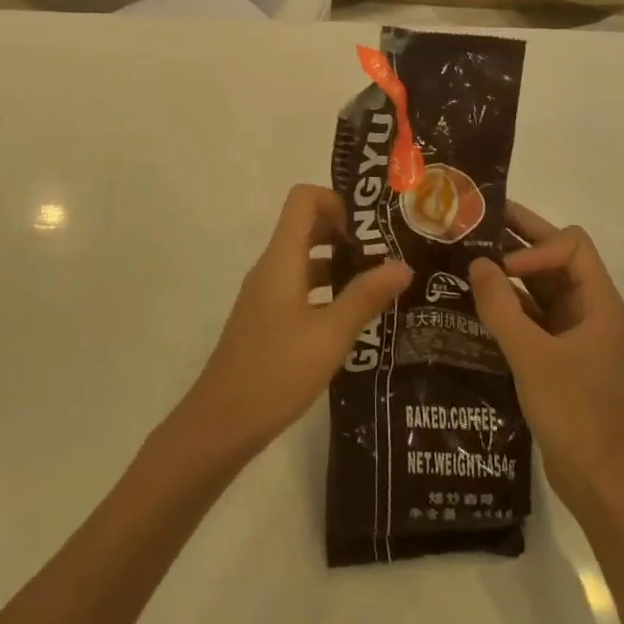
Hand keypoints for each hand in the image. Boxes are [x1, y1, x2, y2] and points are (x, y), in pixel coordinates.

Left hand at [176, 186, 410, 466]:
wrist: (220, 423)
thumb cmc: (276, 372)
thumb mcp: (330, 335)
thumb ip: (365, 297)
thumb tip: (403, 264)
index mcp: (281, 258)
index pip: (303, 199)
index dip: (336, 201)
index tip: (368, 230)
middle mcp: (270, 267)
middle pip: (305, 226)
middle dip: (344, 232)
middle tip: (383, 254)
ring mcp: (265, 294)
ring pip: (303, 259)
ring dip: (337, 263)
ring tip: (378, 286)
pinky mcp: (265, 319)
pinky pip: (298, 287)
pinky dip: (325, 290)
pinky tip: (352, 319)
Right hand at [470, 202, 623, 514]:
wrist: (599, 483)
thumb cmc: (574, 414)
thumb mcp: (532, 357)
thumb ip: (501, 307)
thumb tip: (476, 263)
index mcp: (598, 303)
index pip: (571, 246)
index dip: (536, 245)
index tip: (502, 267)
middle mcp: (589, 309)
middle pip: (556, 257)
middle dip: (518, 240)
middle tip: (473, 223)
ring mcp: (574, 331)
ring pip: (541, 284)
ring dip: (508, 271)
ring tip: (465, 257)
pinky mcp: (558, 352)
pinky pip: (532, 312)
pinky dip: (507, 301)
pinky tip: (475, 300)